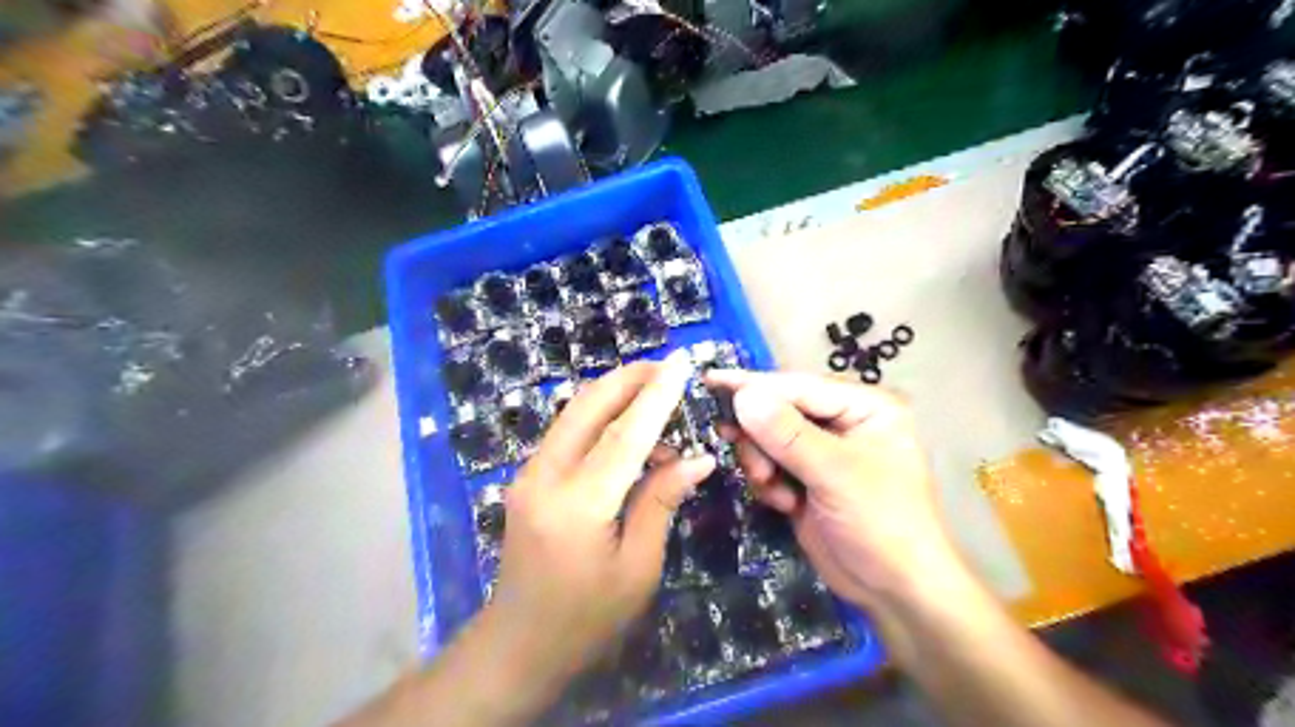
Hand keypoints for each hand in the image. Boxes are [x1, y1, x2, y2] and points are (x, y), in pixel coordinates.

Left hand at [489, 353, 718, 680]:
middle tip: (668, 367)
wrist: (519, 646)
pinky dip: (599, 417)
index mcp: (577, 504)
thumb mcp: (637, 568)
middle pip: (589, 406)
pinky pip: (567, 432)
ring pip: (573, 413)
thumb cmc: (587, 619)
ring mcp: (529, 474)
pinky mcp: (527, 478)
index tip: (682, 363)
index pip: (626, 435)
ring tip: (656, 393)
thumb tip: (699, 459)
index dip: (658, 396)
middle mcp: (545, 476)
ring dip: (614, 394)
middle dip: (629, 378)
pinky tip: (629, 427)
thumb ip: (661, 503)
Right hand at [698, 372, 958, 608]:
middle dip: (760, 437)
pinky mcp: (806, 478)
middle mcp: (843, 421)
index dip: (754, 385)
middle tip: (749, 459)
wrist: (894, 592)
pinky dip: (768, 482)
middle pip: (779, 410)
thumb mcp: (836, 475)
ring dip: (762, 464)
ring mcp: (822, 451)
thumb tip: (743, 396)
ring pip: (768, 438)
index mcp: (865, 406)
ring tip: (775, 490)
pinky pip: (769, 464)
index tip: (709, 381)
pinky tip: (785, 504)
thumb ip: (788, 434)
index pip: (799, 386)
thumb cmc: (881, 524)